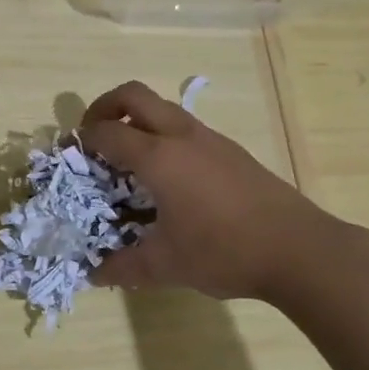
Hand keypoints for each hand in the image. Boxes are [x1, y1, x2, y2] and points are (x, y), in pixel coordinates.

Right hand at [79, 80, 330, 300]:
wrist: (299, 249)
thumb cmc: (224, 252)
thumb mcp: (166, 265)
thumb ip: (123, 266)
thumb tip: (93, 274)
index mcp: (158, 157)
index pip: (107, 132)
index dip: (81, 139)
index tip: (69, 154)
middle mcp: (181, 136)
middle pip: (133, 95)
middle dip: (104, 107)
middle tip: (93, 136)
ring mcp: (210, 139)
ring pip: (162, 108)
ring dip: (136, 120)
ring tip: (127, 159)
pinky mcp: (230, 150)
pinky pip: (184, 126)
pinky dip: (162, 135)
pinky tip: (167, 176)